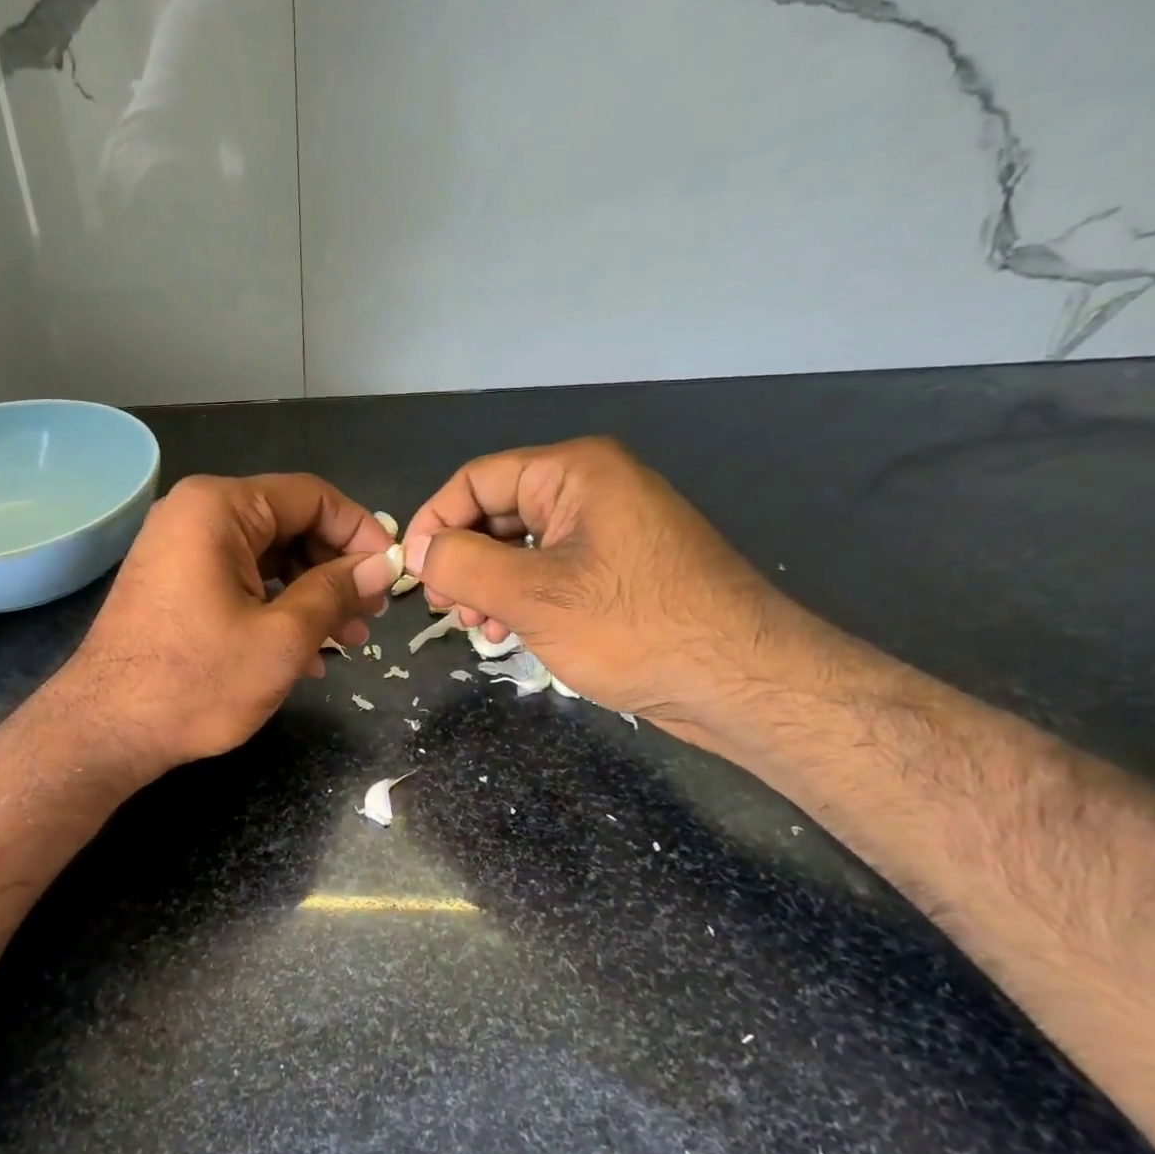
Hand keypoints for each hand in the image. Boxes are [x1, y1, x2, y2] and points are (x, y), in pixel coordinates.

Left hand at [50, 473, 399, 777]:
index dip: (361, 533)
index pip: (312, 496)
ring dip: (311, 597)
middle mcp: (195, 514)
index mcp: (220, 507)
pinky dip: (275, 609)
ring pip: (267, 558)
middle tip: (371, 617)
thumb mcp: (282, 638)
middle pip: (289, 525)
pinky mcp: (174, 584)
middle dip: (336, 571)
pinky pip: (239, 581)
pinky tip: (305, 655)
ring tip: (348, 642)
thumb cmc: (197, 681)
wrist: (106, 730)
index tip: (392, 574)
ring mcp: (179, 549)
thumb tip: (383, 565)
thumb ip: (337, 592)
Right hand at [401, 438, 792, 742]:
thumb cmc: (634, 627)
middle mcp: (590, 489)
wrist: (742, 680)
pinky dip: (519, 596)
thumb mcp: (532, 595)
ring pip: (519, 545)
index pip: (476, 480)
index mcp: (574, 473)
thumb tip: (413, 550)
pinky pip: (548, 569)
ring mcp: (607, 529)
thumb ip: (461, 565)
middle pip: (496, 511)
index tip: (411, 572)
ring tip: (477, 628)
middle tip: (445, 609)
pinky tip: (509, 630)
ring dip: (486, 584)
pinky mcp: (616, 568)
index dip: (434, 522)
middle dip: (461, 559)